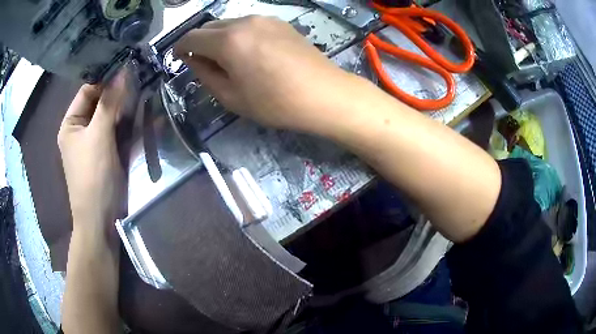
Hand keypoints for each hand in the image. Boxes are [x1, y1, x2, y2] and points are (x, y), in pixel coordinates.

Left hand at [58, 72, 127, 231]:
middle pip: (99, 102)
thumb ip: (109, 103)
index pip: (87, 90)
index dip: (105, 78)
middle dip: (116, 93)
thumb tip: (122, 70)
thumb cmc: (93, 177)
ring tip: (142, 94)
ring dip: (124, 107)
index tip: (127, 68)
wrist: (100, 218)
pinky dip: (127, 123)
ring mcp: (93, 141)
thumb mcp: (99, 136)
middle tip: (138, 80)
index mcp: (71, 124)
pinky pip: (116, 131)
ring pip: (109, 116)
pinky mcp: (106, 152)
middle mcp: (80, 129)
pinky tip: (140, 116)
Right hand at [174, 16, 363, 133]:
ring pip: (228, 24)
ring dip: (219, 38)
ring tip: (227, 60)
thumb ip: (205, 74)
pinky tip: (248, 53)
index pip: (191, 38)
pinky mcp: (279, 22)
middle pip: (209, 27)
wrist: (324, 94)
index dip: (180, 48)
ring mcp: (264, 18)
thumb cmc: (276, 102)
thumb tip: (193, 60)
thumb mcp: (231, 97)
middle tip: (202, 63)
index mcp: (228, 41)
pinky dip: (238, 35)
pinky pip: (248, 24)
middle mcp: (244, 21)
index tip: (178, 58)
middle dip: (199, 43)